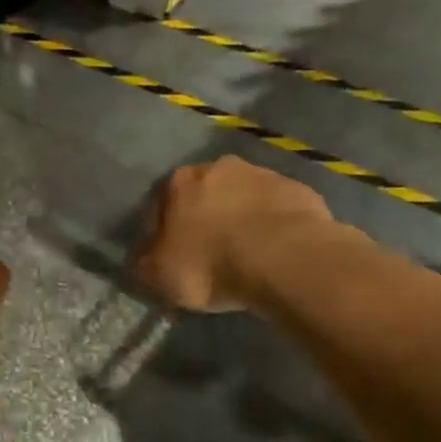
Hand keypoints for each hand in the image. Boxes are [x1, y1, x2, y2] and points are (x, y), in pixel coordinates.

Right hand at [133, 157, 339, 311]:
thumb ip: (144, 263)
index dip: (162, 232)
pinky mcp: (299, 191)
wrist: (285, 259)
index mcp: (178, 181)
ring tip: (246, 256)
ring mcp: (263, 175)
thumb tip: (142, 259)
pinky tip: (275, 254)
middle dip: (204, 219)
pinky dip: (272, 227)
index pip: (160, 204)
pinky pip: (276, 211)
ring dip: (240, 219)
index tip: (170, 256)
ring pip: (242, 199)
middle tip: (209, 253)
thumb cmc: (210, 263)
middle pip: (204, 195)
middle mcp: (218, 167)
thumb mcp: (159, 274)